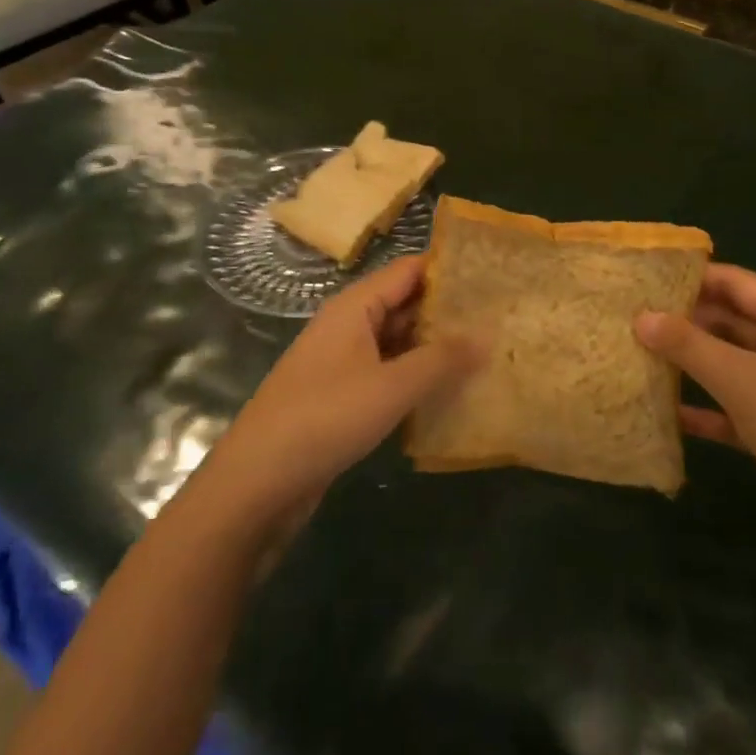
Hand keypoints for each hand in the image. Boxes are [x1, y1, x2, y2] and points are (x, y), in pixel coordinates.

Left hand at [187, 255, 480, 545]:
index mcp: (355, 306)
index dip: (449, 269)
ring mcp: (343, 361)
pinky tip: (449, 390)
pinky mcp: (341, 396)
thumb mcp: (391, 387)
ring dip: (434, 346)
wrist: (255, 485)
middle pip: (404, 303)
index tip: (493, 276)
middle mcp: (348, 325)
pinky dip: (415, 376)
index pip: (409, 270)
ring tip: (486, 351)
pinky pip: (387, 372)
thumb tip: (487, 334)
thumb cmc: (324, 419)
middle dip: (447, 310)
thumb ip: (441, 359)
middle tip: (500, 317)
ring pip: (397, 341)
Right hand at [635, 265, 755, 565]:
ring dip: (692, 364)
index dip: (691, 278)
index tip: (644, 279)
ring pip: (732, 363)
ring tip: (640, 355)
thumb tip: (640, 316)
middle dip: (686, 322)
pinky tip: (668, 413)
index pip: (736, 282)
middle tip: (632, 319)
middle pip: (732, 321)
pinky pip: (736, 405)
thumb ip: (688, 345)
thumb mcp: (741, 379)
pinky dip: (707, 407)